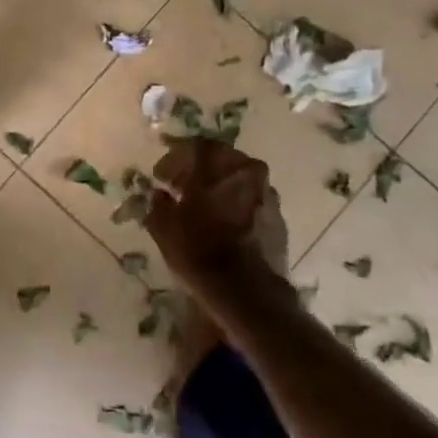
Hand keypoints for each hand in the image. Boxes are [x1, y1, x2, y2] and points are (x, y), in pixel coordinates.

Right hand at [145, 138, 289, 319]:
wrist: (247, 291)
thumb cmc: (199, 251)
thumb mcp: (163, 227)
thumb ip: (159, 203)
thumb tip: (160, 195)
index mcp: (216, 164)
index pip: (195, 146)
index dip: (175, 159)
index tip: (161, 177)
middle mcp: (246, 170)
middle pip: (220, 159)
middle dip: (199, 170)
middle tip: (181, 188)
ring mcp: (267, 194)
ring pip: (239, 179)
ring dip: (220, 187)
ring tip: (203, 208)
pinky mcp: (279, 217)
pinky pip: (252, 201)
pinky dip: (237, 205)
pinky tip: (224, 225)